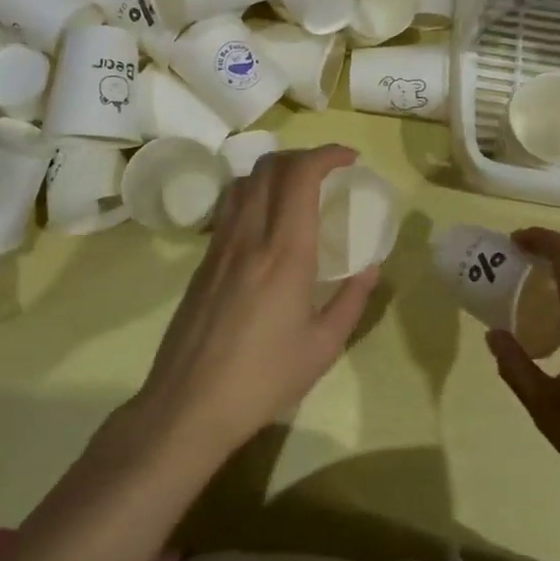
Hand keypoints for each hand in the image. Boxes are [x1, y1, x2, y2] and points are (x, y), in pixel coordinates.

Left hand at [134, 145, 378, 459]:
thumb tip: (371, 268)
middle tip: (329, 170)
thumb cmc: (263, 379)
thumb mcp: (322, 347)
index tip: (350, 159)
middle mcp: (250, 236)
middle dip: (304, 155)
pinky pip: (231, 206)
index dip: (327, 154)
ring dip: (276, 170)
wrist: (187, 406)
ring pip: (246, 181)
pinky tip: (268, 222)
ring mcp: (220, 245)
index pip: (301, 176)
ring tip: (300, 189)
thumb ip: (352, 301)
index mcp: (285, 253)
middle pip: (270, 166)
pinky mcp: (204, 261)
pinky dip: (256, 193)